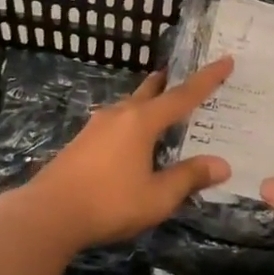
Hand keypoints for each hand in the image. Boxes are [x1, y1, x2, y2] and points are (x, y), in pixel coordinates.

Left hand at [17, 58, 233, 248]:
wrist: (49, 213)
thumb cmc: (109, 202)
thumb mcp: (157, 197)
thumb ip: (188, 177)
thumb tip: (221, 165)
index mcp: (142, 122)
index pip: (183, 96)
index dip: (207, 80)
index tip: (225, 60)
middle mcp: (120, 115)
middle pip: (151, 92)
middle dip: (170, 83)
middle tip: (186, 77)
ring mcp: (97, 126)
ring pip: (130, 105)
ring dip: (148, 101)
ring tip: (161, 106)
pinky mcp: (82, 141)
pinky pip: (116, 121)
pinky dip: (133, 120)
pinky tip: (132, 137)